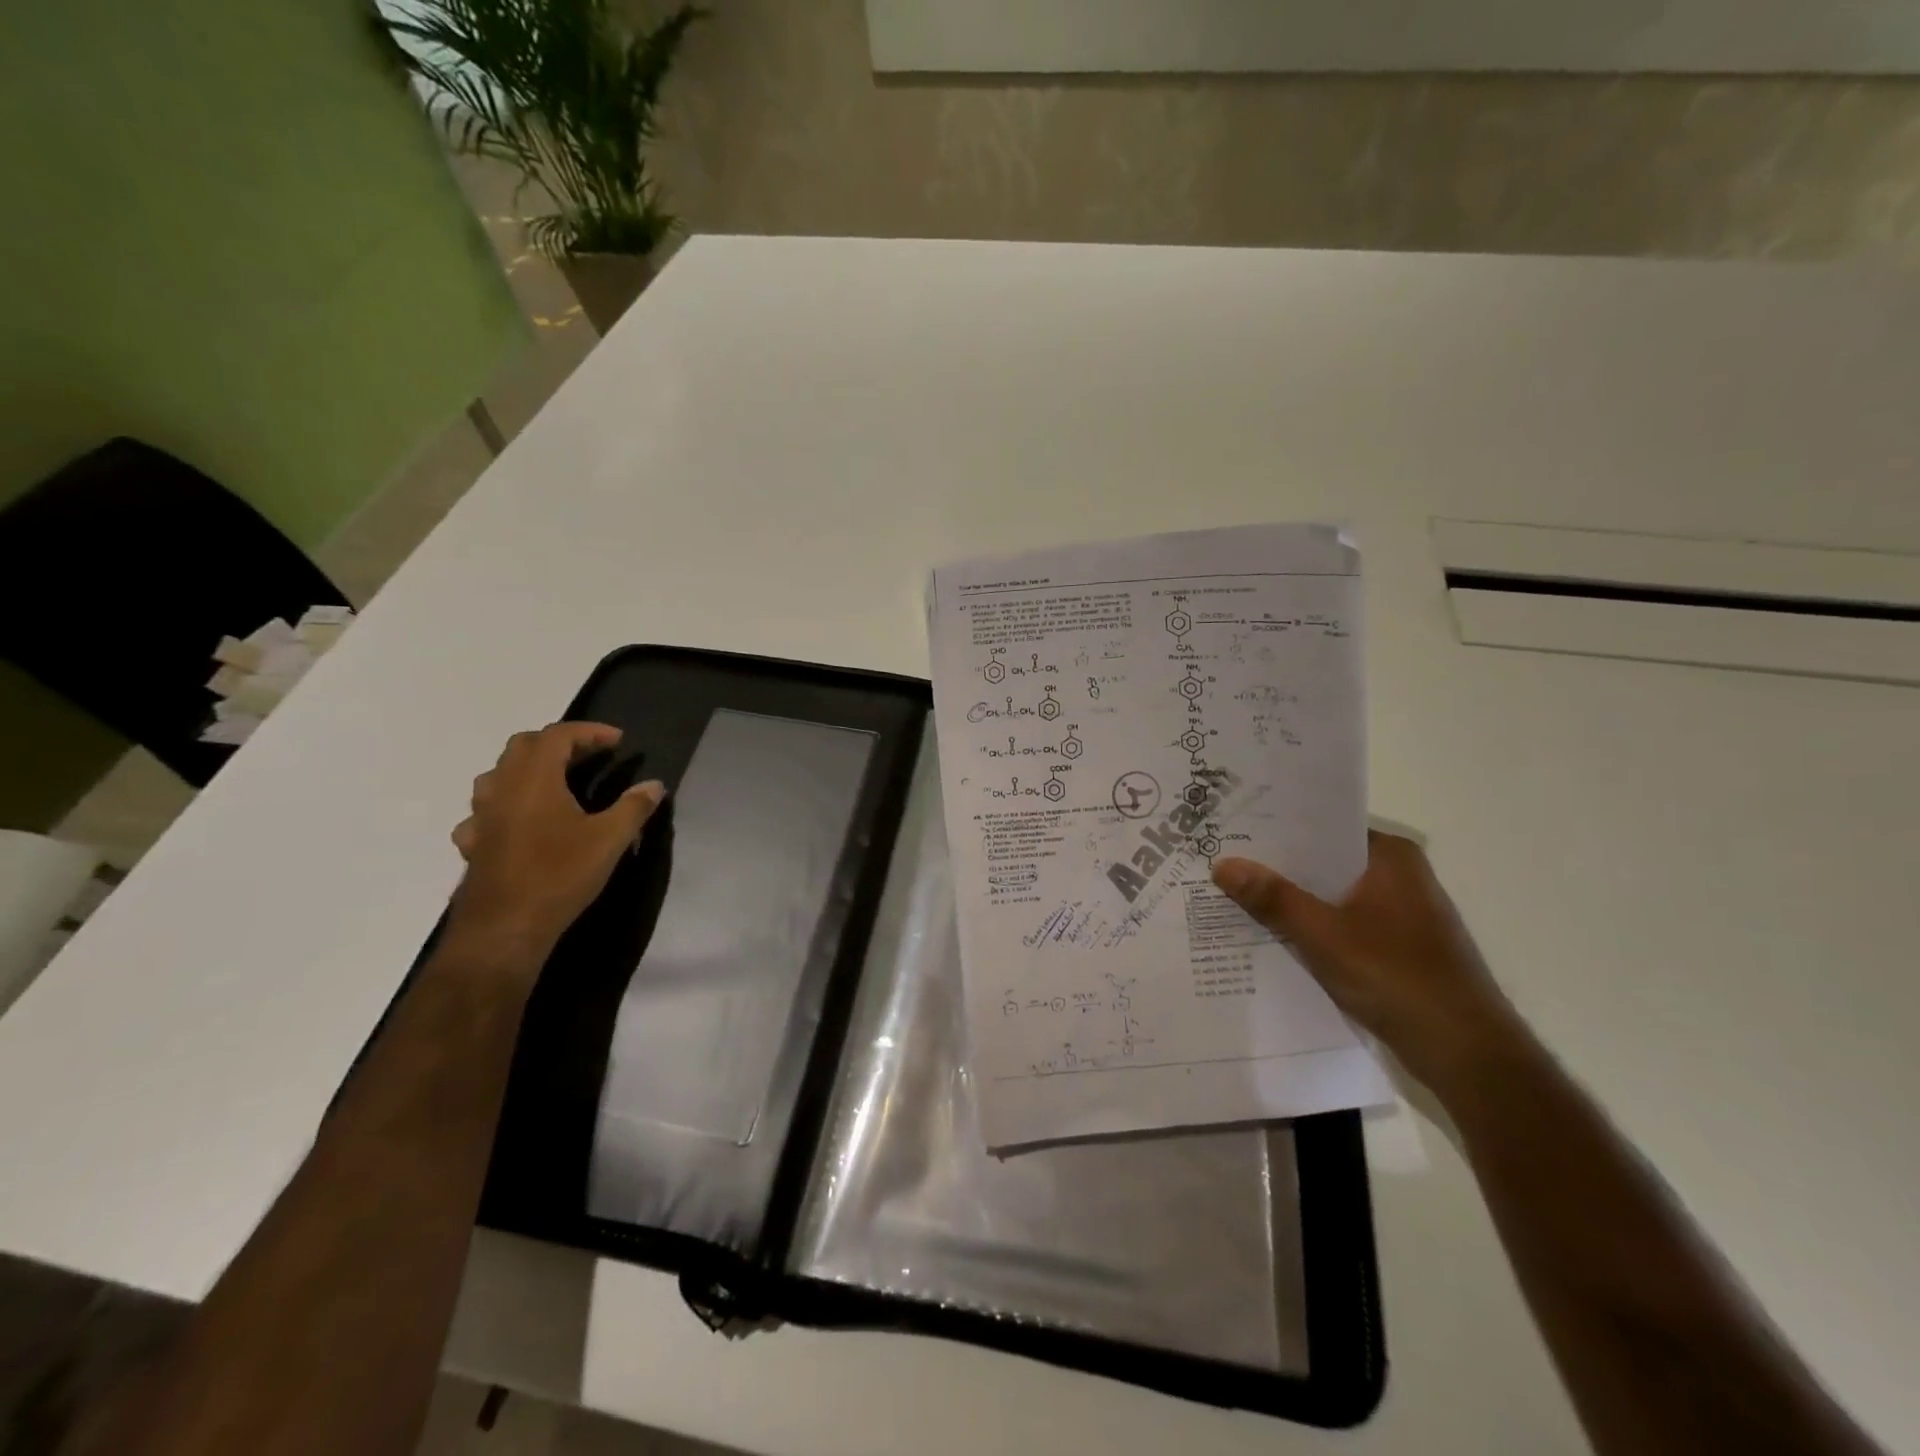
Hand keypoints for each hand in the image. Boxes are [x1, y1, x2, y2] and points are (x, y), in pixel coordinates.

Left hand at [446, 723, 664, 966]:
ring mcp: (481, 816)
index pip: (558, 735)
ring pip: (498, 775)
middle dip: (558, 743)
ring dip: (527, 769)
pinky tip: (520, 823)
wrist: (505, 928)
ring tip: (555, 782)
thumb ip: (634, 807)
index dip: (589, 731)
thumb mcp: (610, 840)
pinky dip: (505, 806)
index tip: (617, 741)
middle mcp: (502, 788)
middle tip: (589, 756)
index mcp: (535, 779)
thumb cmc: (560, 875)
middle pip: (523, 746)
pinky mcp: (474, 843)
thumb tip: (655, 785)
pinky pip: (484, 812)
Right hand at [1211, 832, 1526, 1090]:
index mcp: (1390, 858)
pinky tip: (1271, 934)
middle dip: (1277, 866)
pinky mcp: (1397, 948)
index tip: (1232, 826)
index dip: (1277, 827)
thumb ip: (1273, 899)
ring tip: (1233, 893)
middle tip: (1221, 859)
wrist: (1467, 1055)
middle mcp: (1398, 876)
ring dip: (1291, 899)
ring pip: (1330, 895)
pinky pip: (1341, 923)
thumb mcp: (1324, 935)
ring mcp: (1400, 913)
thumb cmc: (1398, 978)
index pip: (1323, 826)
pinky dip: (1311, 927)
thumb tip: (1223, 864)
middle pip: (1324, 861)